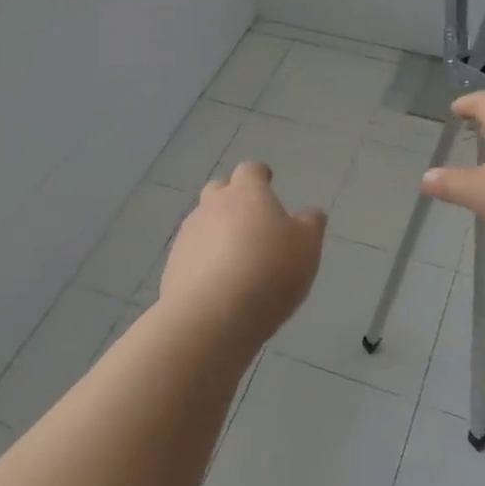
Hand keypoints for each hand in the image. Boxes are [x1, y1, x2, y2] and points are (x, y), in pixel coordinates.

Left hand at [159, 162, 326, 347]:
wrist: (212, 316)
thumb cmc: (269, 272)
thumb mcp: (307, 248)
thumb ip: (310, 225)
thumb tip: (309, 214)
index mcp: (246, 194)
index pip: (250, 170)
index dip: (259, 175)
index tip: (267, 182)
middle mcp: (212, 206)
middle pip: (218, 190)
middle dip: (232, 198)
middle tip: (250, 220)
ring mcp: (188, 235)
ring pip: (203, 222)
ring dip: (217, 231)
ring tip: (236, 258)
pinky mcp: (173, 265)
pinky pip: (193, 253)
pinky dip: (205, 260)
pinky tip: (219, 283)